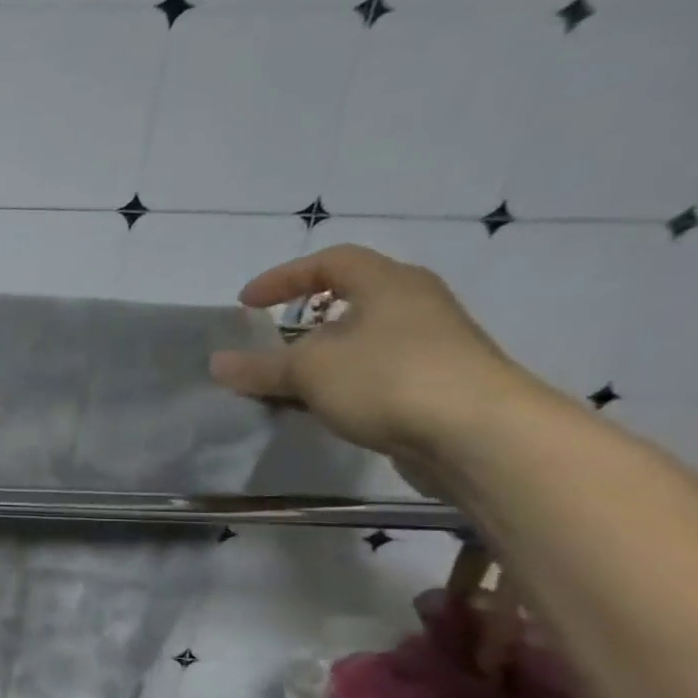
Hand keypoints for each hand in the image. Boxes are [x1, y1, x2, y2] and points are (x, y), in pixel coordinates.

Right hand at [208, 244, 537, 469]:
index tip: (246, 304)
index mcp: (389, 284)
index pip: (331, 262)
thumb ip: (259, 367)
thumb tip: (216, 363)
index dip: (283, 278)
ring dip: (321, 356)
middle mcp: (415, 305)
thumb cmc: (388, 379)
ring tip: (287, 381)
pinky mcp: (437, 384)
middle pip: (352, 299)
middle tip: (270, 338)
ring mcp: (432, 346)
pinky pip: (375, 373)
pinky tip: (320, 406)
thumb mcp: (308, 371)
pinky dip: (341, 383)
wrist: (480, 435)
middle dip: (305, 319)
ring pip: (362, 340)